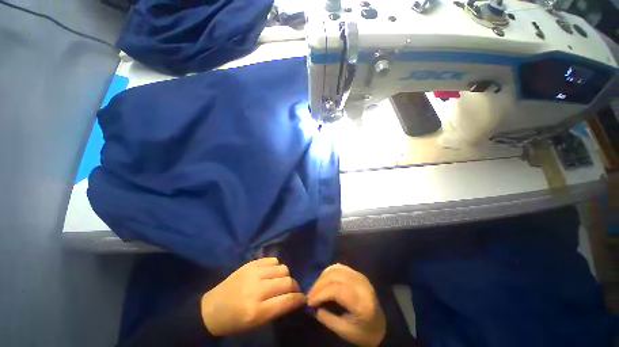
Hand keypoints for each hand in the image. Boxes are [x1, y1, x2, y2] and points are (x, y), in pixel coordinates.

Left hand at [200, 258, 305, 335]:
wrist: (211, 309)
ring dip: (286, 276)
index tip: (303, 298)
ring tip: (280, 281)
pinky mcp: (250, 264)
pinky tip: (272, 273)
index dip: (299, 299)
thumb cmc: (234, 322)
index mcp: (257, 311)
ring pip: (282, 268)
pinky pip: (273, 260)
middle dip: (294, 287)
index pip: (287, 301)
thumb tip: (294, 299)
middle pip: (287, 281)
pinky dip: (276, 267)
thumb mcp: (256, 324)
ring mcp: (253, 273)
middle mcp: (257, 289)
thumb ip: (276, 310)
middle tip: (293, 290)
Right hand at [308, 264, 385, 346]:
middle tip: (310, 295)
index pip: (337, 290)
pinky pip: (340, 267)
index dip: (321, 293)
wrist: (381, 325)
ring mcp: (360, 277)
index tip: (309, 302)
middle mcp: (362, 285)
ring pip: (337, 269)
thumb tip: (313, 307)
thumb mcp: (345, 331)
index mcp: (362, 303)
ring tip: (316, 288)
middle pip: (336, 276)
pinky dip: (329, 272)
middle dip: (319, 284)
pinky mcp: (358, 274)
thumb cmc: (364, 332)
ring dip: (323, 277)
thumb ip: (327, 319)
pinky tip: (324, 280)